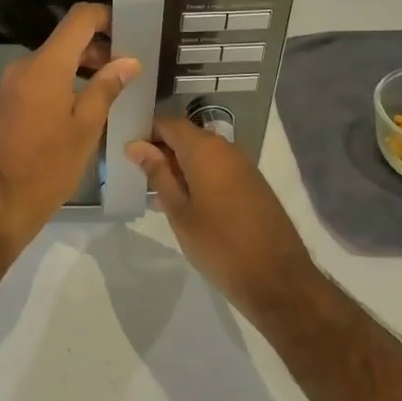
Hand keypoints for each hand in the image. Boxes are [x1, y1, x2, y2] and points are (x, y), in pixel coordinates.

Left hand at [0, 3, 138, 254]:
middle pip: (64, 43)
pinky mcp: (0, 108)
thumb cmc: (45, 167)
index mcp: (46, 66)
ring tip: (107, 96)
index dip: (106, 17)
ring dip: (78, 73)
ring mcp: (7, 88)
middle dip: (96, 51)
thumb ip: (106, 89)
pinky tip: (77, 114)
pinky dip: (59, 89)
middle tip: (126, 74)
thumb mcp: (85, 129)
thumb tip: (127, 61)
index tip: (129, 31)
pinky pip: (35, 86)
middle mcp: (22, 68)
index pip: (79, 18)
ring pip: (50, 66)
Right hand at [126, 118, 319, 318]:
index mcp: (205, 149)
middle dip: (159, 151)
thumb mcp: (179, 211)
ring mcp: (242, 166)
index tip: (125, 151)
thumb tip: (135, 145)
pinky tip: (181, 204)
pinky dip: (196, 178)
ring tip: (153, 194)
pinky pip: (216, 170)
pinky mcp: (251, 184)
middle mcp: (226, 149)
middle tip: (134, 174)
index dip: (145, 132)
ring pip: (201, 155)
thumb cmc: (218, 244)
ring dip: (177, 168)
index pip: (168, 123)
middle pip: (185, 137)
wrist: (276, 278)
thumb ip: (157, 174)